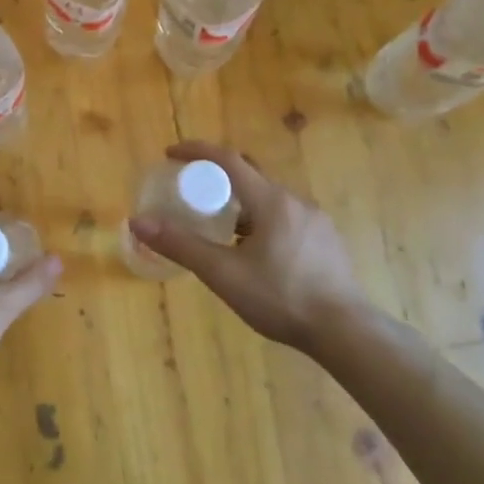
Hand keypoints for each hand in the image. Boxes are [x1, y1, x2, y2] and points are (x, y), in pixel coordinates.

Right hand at [127, 140, 369, 354]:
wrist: (345, 331)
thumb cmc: (280, 297)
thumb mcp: (222, 273)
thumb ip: (180, 245)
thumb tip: (138, 222)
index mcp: (271, 201)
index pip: (228, 160)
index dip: (196, 152)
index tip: (170, 155)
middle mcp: (295, 201)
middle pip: (250, 175)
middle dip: (217, 178)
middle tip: (191, 193)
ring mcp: (315, 221)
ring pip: (268, 199)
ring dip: (240, 203)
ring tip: (218, 228)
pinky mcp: (325, 241)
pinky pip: (285, 217)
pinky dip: (260, 220)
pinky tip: (253, 252)